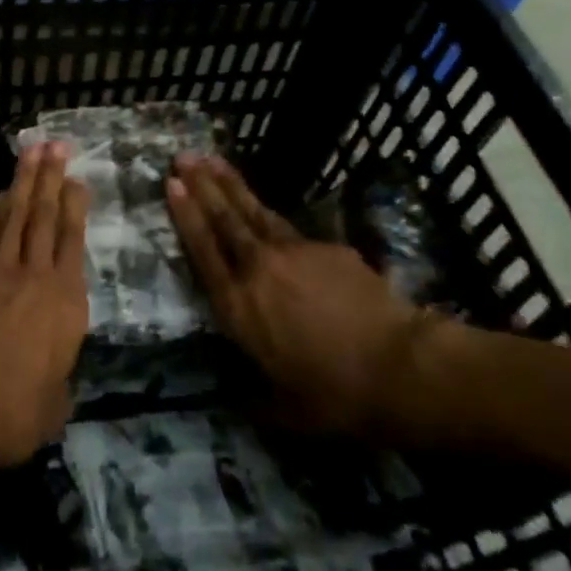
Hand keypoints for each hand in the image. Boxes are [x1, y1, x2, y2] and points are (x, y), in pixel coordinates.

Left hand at [0, 144, 88, 465]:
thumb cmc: (13, 410)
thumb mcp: (54, 408)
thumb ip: (60, 382)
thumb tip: (56, 377)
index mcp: (67, 303)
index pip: (74, 242)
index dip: (76, 207)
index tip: (78, 180)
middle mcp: (38, 276)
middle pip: (47, 216)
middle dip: (52, 177)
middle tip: (57, 145)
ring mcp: (1, 270)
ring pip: (18, 215)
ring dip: (26, 181)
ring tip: (34, 151)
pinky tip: (4, 193)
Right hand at [166, 155, 437, 437]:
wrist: (399, 367)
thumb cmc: (336, 396)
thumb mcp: (286, 412)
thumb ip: (256, 399)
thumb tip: (238, 399)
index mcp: (239, 308)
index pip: (204, 252)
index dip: (186, 216)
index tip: (172, 185)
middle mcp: (258, 270)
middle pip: (224, 219)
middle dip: (202, 185)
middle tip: (182, 157)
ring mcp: (294, 252)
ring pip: (254, 211)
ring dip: (231, 184)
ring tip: (212, 159)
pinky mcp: (326, 247)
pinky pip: (293, 232)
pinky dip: (275, 219)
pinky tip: (269, 214)